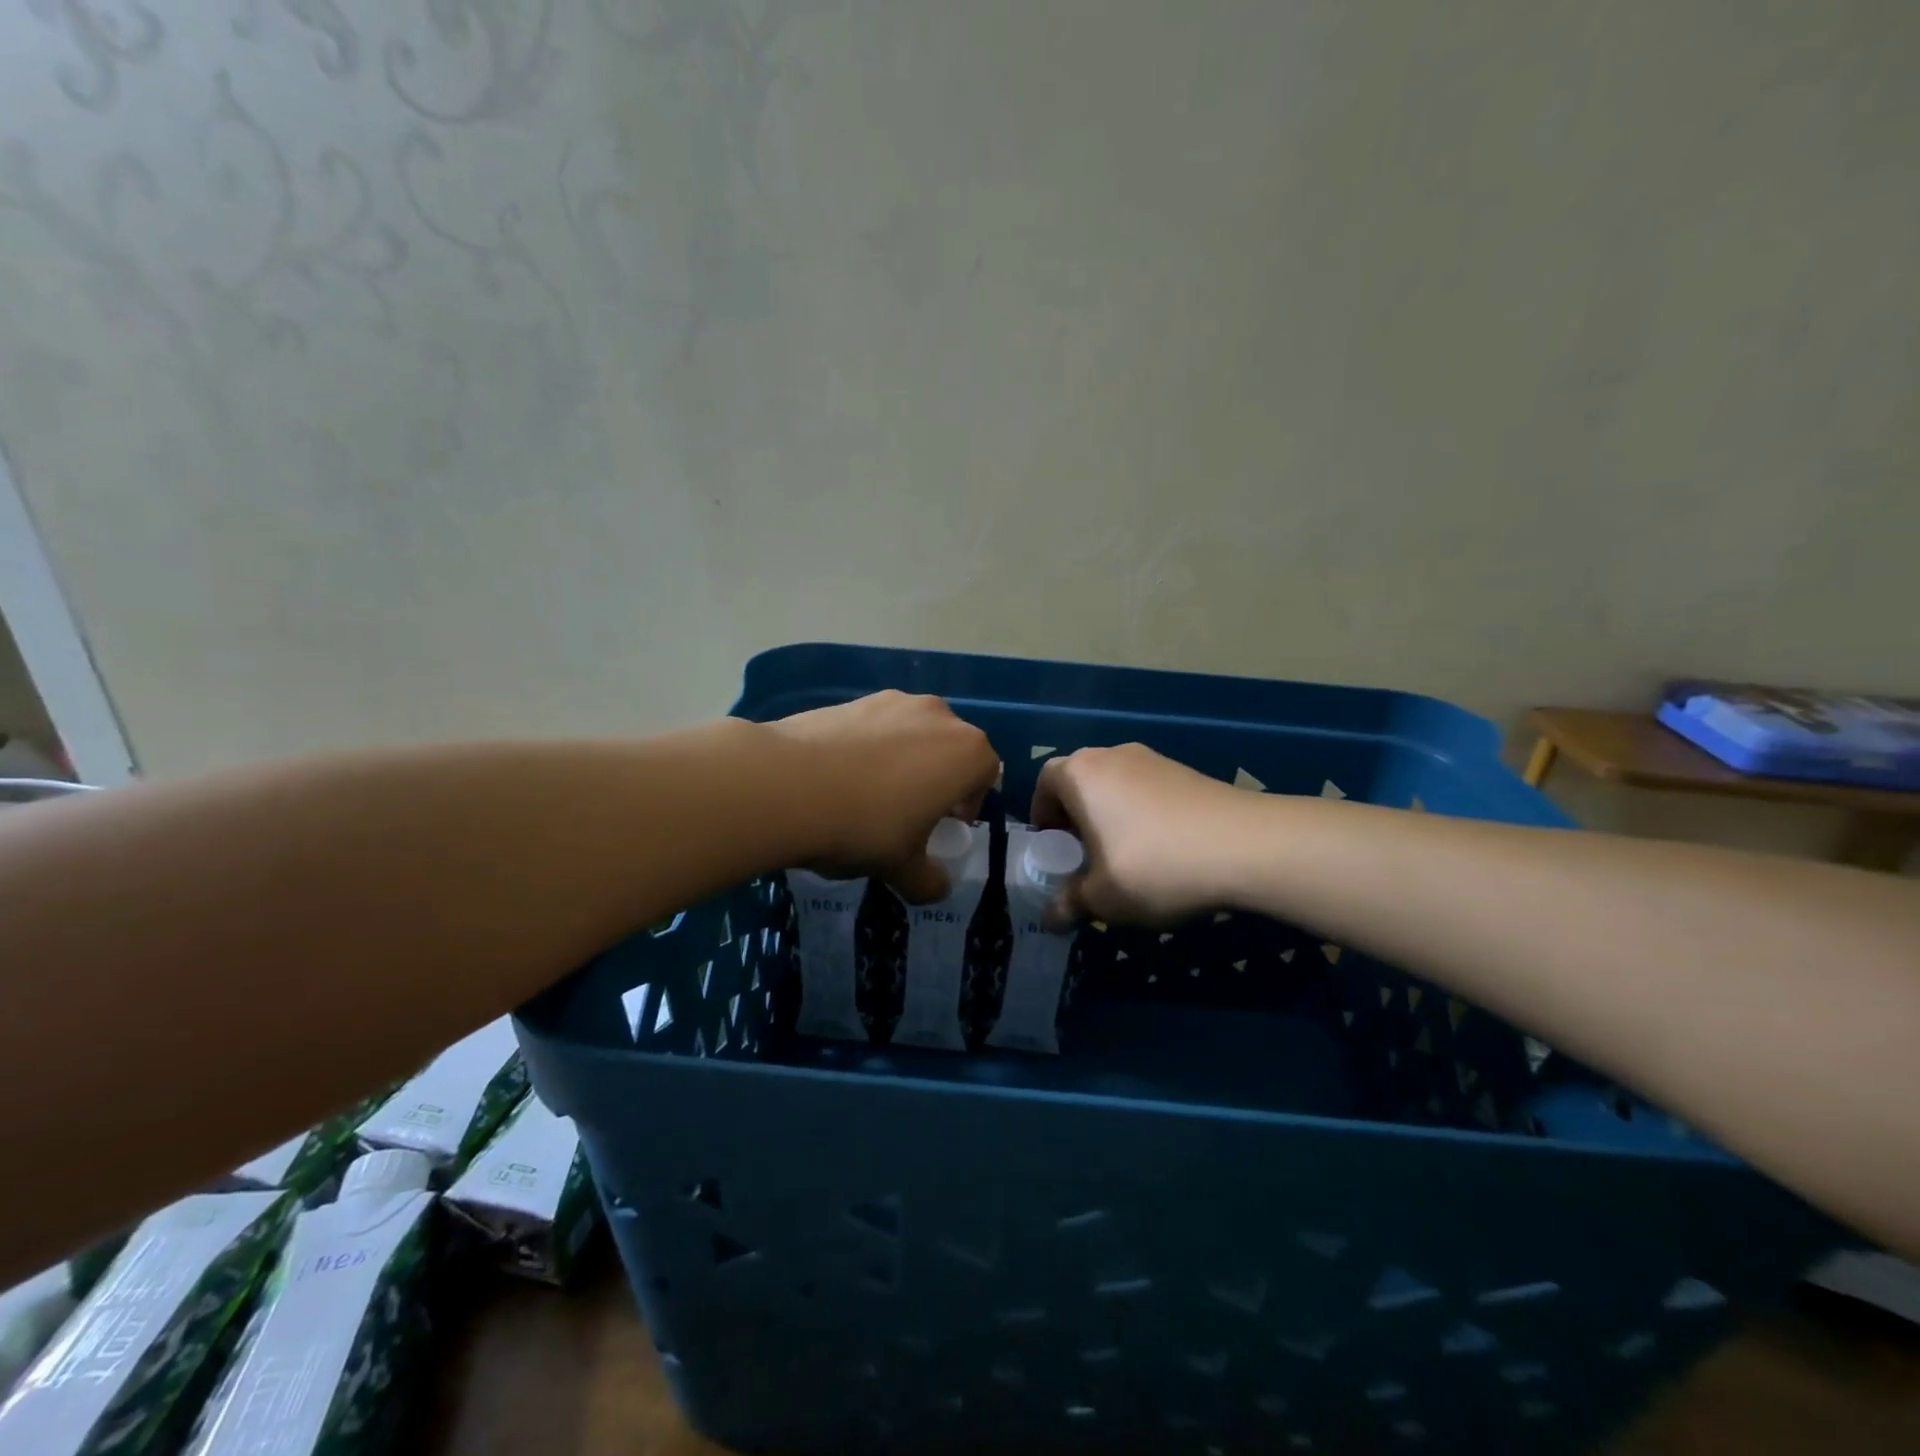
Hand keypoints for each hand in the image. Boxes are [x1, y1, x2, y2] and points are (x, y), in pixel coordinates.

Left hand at [769, 691, 999, 901]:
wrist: (786, 784)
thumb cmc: (864, 826)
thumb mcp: (902, 867)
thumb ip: (928, 880)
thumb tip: (937, 888)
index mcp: (966, 752)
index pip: (987, 775)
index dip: (969, 804)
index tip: (943, 827)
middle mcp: (939, 715)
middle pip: (951, 749)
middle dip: (938, 779)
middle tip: (909, 813)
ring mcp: (894, 701)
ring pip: (913, 734)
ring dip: (904, 760)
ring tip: (869, 794)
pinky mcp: (853, 698)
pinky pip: (876, 726)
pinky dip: (869, 748)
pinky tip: (838, 777)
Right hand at [1032, 743, 1252, 925]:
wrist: (1247, 846)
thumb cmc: (1155, 866)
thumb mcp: (1103, 898)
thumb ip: (1069, 904)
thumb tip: (1050, 919)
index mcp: (1082, 774)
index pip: (1045, 781)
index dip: (1042, 814)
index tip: (1052, 847)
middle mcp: (1113, 756)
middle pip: (1082, 780)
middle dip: (1076, 817)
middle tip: (1084, 856)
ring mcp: (1155, 760)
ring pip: (1117, 786)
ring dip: (1111, 816)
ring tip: (1125, 857)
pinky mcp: (1188, 772)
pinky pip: (1149, 791)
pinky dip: (1144, 815)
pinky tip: (1164, 852)